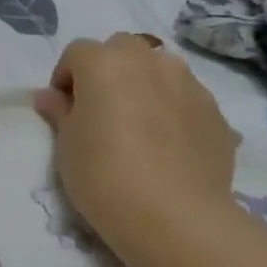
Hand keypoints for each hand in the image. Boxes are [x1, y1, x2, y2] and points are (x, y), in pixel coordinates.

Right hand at [34, 35, 238, 250]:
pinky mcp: (216, 113)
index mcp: (104, 63)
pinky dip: (174, 109)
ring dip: (145, 84)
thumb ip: (59, 112)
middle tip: (102, 109)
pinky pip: (186, 98)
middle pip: (122, 49)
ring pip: (160, 69)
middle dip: (109, 69)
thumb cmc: (103, 174)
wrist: (175, 217)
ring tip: (140, 125)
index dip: (66, 77)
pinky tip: (169, 146)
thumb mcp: (66, 145)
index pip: (77, 52)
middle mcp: (148, 62)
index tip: (64, 109)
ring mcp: (188, 84)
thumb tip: (50, 97)